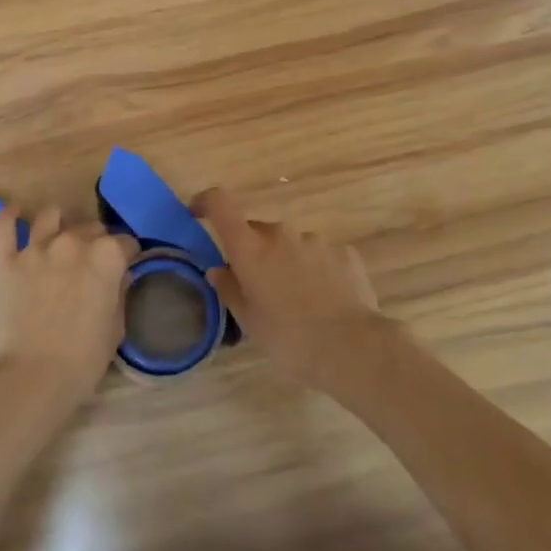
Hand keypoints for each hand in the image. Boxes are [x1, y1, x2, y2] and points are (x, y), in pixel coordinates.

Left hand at [0, 206, 135, 417]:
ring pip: (51, 215)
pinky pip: (3, 224)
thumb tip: (118, 275)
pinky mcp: (5, 259)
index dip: (126, 255)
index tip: (124, 267)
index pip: (125, 242)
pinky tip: (16, 215)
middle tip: (91, 261)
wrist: (32, 378)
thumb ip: (118, 293)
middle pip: (90, 226)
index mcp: (107, 257)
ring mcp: (36, 248)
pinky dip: (10, 215)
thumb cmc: (83, 360)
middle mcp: (73, 242)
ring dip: (60, 223)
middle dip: (96, 239)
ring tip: (59, 238)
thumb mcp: (115, 328)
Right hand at [192, 187, 396, 389]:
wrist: (353, 348)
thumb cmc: (289, 338)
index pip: (220, 204)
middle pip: (256, 231)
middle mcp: (280, 233)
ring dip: (285, 262)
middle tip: (257, 287)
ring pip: (289, 244)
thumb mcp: (249, 321)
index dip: (206, 202)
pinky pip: (318, 255)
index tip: (197, 213)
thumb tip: (218, 270)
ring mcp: (315, 240)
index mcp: (250, 247)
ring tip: (296, 301)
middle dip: (253, 252)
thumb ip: (229, 289)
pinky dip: (314, 270)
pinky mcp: (344, 252)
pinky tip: (323, 300)